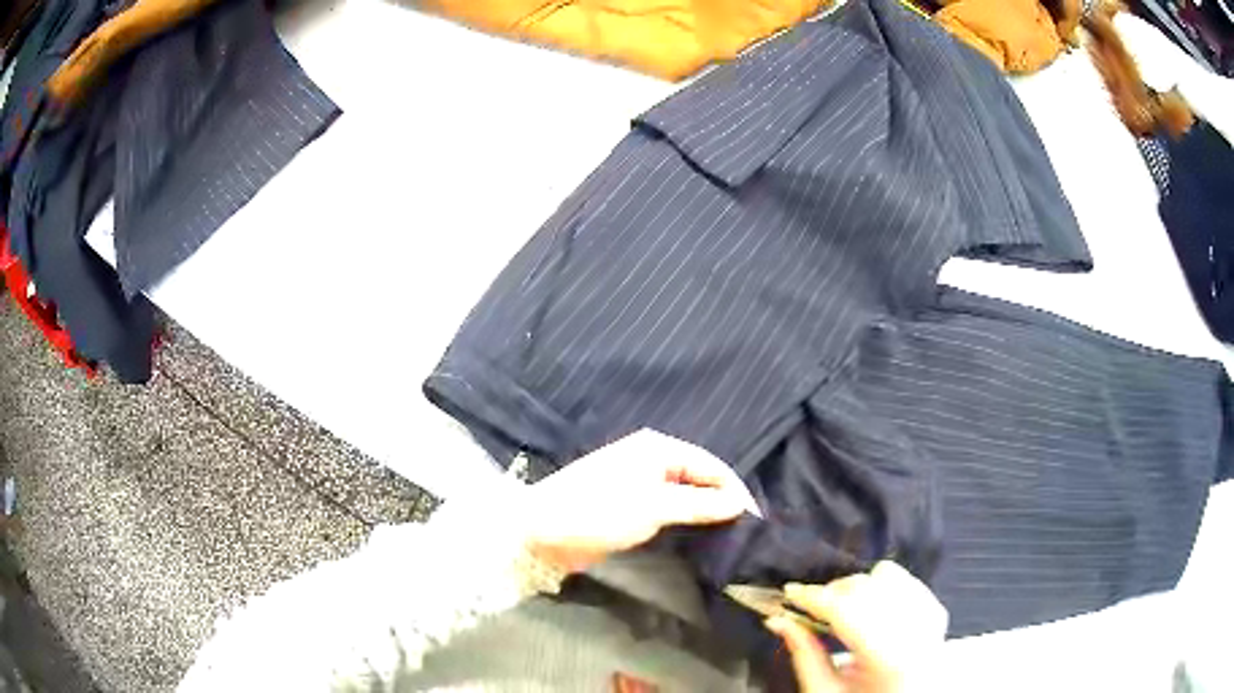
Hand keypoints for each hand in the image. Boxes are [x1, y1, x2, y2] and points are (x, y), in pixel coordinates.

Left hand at [521, 430, 760, 573]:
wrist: (543, 528)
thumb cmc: (599, 510)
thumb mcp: (654, 507)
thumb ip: (699, 504)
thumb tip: (740, 503)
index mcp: (658, 448)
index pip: (711, 466)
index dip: (735, 490)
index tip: (755, 519)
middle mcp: (652, 459)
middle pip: (700, 477)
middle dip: (722, 500)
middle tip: (746, 529)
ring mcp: (640, 482)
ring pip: (685, 493)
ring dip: (705, 510)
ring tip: (730, 533)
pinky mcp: (630, 504)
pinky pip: (669, 507)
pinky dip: (686, 518)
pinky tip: (699, 533)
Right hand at [765, 561, 947, 692]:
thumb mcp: (824, 691)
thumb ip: (803, 654)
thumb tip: (777, 619)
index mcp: (888, 657)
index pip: (845, 610)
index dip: (813, 597)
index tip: (789, 593)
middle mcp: (916, 630)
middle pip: (865, 587)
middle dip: (831, 592)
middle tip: (809, 607)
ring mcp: (930, 616)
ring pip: (886, 575)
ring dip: (857, 588)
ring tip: (841, 610)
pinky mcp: (937, 609)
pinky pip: (904, 579)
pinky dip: (880, 587)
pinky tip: (869, 609)